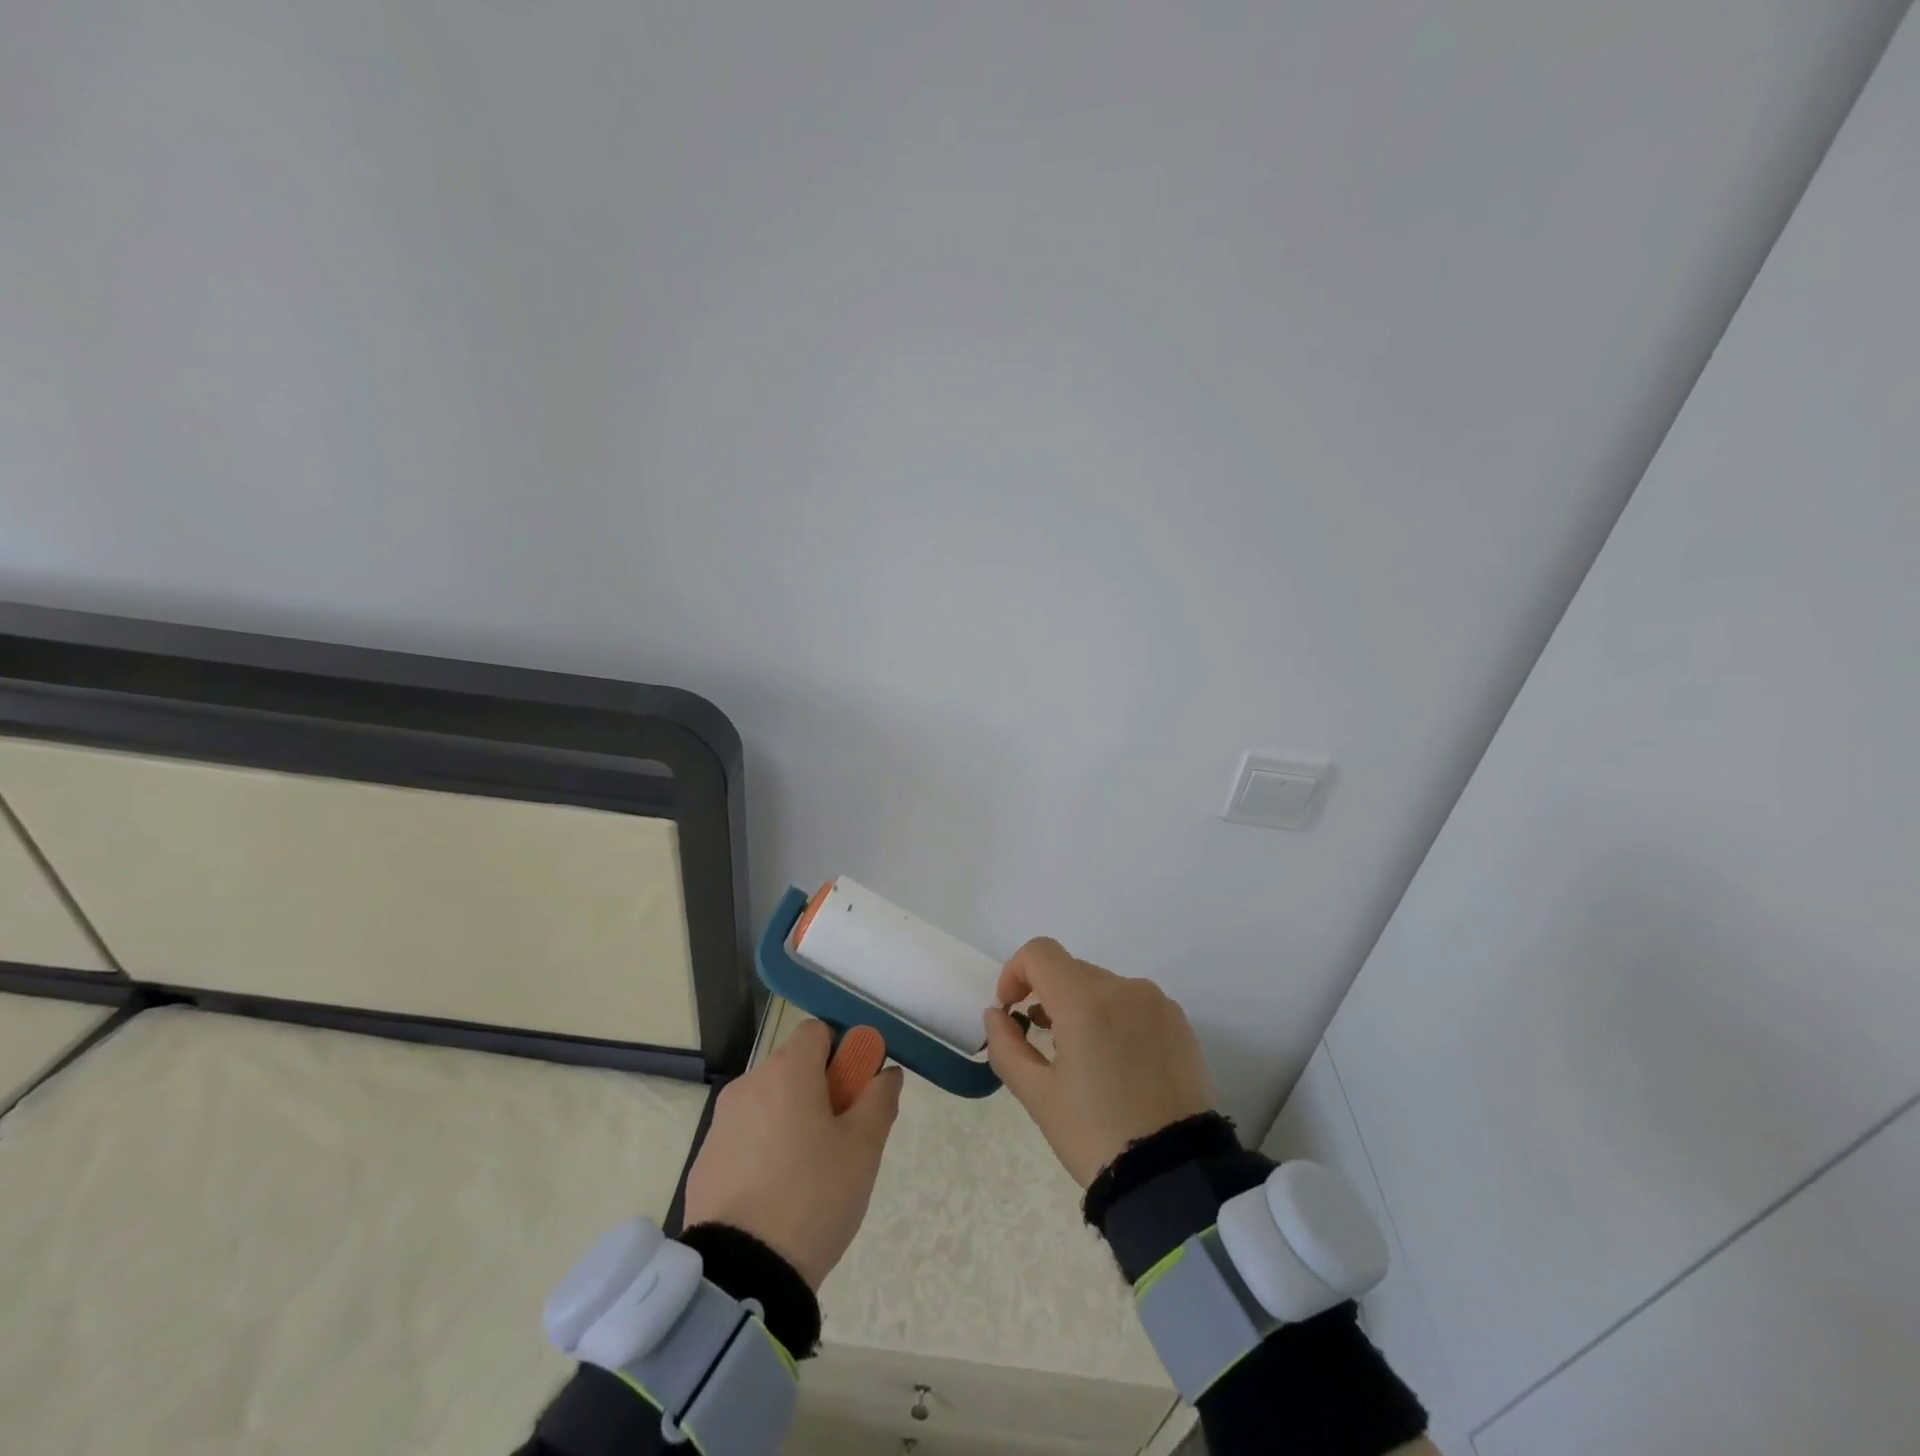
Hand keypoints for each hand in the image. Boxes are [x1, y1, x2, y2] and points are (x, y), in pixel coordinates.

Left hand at [682, 1019, 903, 1288]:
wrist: (742, 1276)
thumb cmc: (813, 1197)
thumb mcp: (864, 1148)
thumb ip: (880, 1099)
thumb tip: (887, 1073)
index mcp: (787, 1072)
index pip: (817, 1031)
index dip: (842, 1053)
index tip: (854, 1093)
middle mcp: (748, 1084)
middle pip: (793, 1067)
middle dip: (820, 1090)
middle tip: (840, 1139)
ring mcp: (721, 1123)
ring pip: (769, 1103)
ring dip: (791, 1120)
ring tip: (809, 1174)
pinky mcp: (704, 1161)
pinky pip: (745, 1137)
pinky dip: (764, 1149)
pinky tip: (776, 1195)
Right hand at [983, 938, 1212, 1186]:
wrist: (1173, 1175)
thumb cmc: (1095, 1134)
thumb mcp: (1038, 1096)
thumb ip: (1006, 1046)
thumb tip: (996, 1014)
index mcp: (1085, 1000)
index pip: (1039, 953)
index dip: (1015, 972)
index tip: (1012, 1010)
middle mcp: (1124, 988)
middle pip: (1071, 970)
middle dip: (1049, 996)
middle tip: (1044, 1045)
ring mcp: (1156, 1002)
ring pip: (1103, 986)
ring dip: (1082, 1007)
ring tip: (1083, 1058)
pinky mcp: (1179, 1022)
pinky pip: (1133, 1003)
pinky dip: (1114, 1018)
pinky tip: (1117, 1064)